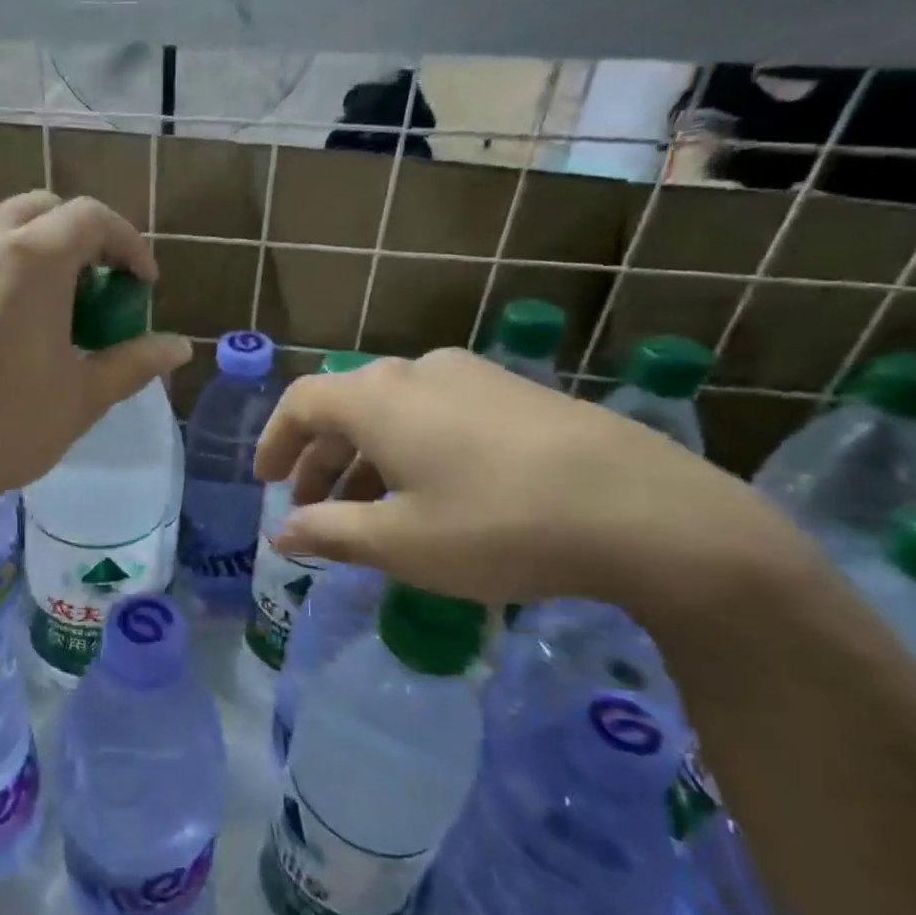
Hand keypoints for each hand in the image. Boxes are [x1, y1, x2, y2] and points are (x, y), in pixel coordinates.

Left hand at [0, 193, 191, 526]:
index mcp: (31, 257)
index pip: (93, 218)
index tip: (143, 286)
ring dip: (40, 248)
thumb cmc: (6, 426)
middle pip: (46, 210)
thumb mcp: (83, 395)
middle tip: (100, 290)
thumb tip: (181, 347)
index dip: (129, 245)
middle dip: (83, 239)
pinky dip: (0, 266)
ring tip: (55, 304)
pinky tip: (5, 318)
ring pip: (3, 225)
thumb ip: (135, 361)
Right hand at [255, 349, 804, 611]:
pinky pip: (438, 413)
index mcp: (379, 398)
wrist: (650, 515)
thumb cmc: (500, 526)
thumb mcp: (401, 543)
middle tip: (311, 509)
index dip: (275, 441)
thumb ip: (329, 533)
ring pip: (394, 411)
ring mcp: (474, 376)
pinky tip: (431, 493)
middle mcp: (420, 371)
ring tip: (367, 511)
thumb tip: (281, 535)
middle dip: (318, 459)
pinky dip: (410, 448)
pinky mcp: (518, 393)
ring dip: (365, 457)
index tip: (265, 484)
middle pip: (346, 407)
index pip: (302, 402)